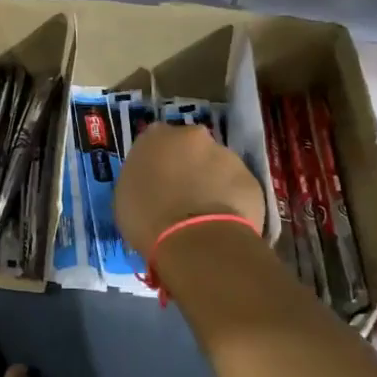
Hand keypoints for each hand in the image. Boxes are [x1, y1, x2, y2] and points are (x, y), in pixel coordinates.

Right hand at [114, 122, 267, 256]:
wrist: (196, 240)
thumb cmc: (147, 217)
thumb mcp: (126, 195)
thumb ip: (141, 178)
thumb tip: (153, 183)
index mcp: (155, 136)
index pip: (155, 140)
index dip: (157, 161)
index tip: (157, 181)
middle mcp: (192, 136)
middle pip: (190, 148)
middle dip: (188, 166)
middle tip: (182, 194)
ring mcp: (226, 155)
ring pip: (217, 166)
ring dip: (211, 182)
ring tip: (204, 214)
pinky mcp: (251, 179)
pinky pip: (237, 188)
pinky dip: (231, 200)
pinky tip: (223, 223)